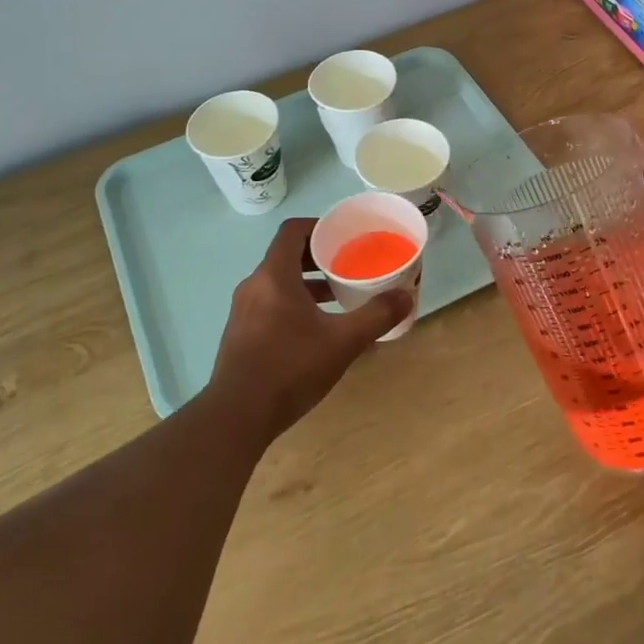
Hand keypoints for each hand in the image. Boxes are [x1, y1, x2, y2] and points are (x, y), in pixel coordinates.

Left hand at [205, 218, 411, 441]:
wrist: (237, 417)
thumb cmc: (290, 368)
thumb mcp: (342, 342)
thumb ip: (376, 316)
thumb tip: (406, 296)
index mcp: (274, 276)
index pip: (292, 230)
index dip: (319, 226)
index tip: (344, 236)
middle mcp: (253, 286)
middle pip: (286, 256)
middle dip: (319, 258)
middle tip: (349, 266)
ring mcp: (243, 311)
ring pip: (279, 283)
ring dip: (308, 285)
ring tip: (339, 298)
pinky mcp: (240, 334)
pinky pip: (270, 305)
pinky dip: (294, 305)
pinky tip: (317, 331)